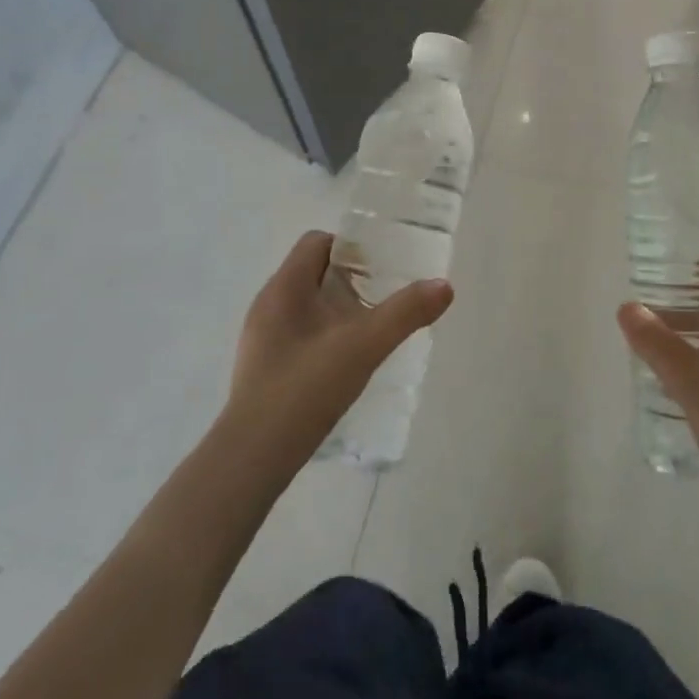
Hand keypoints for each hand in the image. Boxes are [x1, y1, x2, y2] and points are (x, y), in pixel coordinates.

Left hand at [222, 231, 453, 479]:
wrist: (254, 456)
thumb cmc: (305, 387)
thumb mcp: (364, 346)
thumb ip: (405, 313)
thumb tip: (444, 286)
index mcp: (285, 287)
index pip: (317, 242)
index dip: (352, 247)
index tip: (383, 267)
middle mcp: (268, 304)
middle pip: (314, 272)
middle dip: (351, 280)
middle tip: (385, 298)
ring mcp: (262, 337)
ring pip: (307, 305)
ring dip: (339, 310)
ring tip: (371, 330)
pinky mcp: (263, 366)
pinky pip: (298, 333)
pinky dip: (324, 336)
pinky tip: (345, 363)